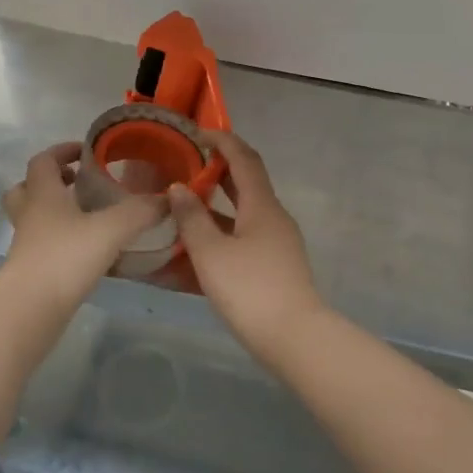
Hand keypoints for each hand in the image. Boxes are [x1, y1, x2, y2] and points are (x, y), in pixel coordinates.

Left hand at [2, 142, 168, 300]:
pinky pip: (44, 246)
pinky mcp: (31, 271)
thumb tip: (168, 198)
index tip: (86, 151)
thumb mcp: (112, 228)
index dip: (62, 151)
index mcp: (43, 194)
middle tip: (78, 183)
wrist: (30, 309)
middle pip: (26, 188)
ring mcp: (26, 245)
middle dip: (51, 182)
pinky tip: (89, 251)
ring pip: (34, 219)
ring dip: (55, 213)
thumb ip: (141, 211)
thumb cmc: (66, 256)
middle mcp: (30, 215)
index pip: (44, 160)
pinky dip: (63, 242)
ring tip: (87, 216)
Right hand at [168, 131, 325, 362]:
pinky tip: (197, 251)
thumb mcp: (210, 253)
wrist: (294, 339)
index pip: (244, 158)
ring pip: (242, 215)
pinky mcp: (274, 267)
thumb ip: (191, 218)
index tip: (198, 133)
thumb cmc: (249, 289)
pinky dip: (221, 236)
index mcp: (261, 205)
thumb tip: (178, 188)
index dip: (223, 141)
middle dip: (217, 172)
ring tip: (183, 209)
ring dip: (215, 208)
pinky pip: (244, 240)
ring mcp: (277, 243)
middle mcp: (273, 217)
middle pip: (245, 184)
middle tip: (185, 168)